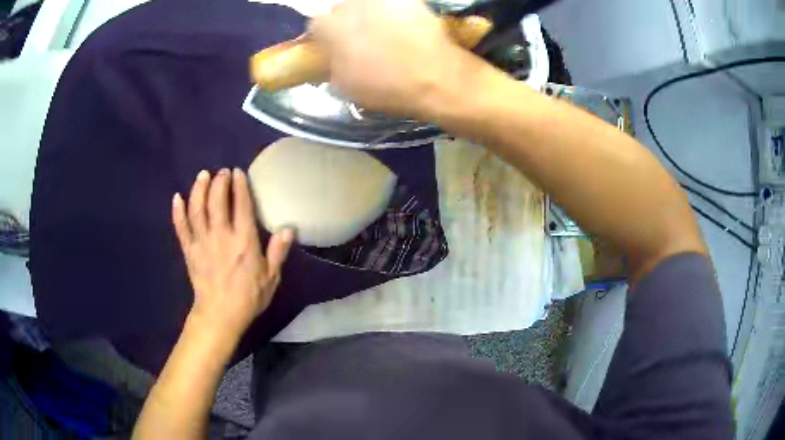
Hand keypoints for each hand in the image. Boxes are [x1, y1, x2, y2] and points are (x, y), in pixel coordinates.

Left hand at [172, 168, 292, 336]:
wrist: (220, 315)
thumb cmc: (248, 297)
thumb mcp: (271, 277)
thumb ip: (278, 252)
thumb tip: (288, 229)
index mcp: (243, 240)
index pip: (241, 205)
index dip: (239, 186)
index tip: (238, 172)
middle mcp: (221, 235)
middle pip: (217, 201)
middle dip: (219, 182)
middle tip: (222, 172)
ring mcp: (202, 241)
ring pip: (198, 209)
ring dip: (199, 189)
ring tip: (203, 176)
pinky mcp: (189, 250)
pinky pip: (181, 227)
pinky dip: (178, 211)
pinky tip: (177, 197)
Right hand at [309, 0, 465, 117]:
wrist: (435, 76)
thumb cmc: (385, 86)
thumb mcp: (345, 87)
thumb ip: (331, 67)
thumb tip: (332, 61)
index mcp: (331, 27)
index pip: (317, 24)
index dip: (325, 36)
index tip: (334, 46)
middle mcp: (352, 5)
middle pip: (342, 9)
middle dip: (348, 22)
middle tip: (362, 39)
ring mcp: (382, 0)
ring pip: (368, 3)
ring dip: (370, 15)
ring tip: (387, 32)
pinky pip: (394, 4)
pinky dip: (396, 12)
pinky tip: (406, 27)